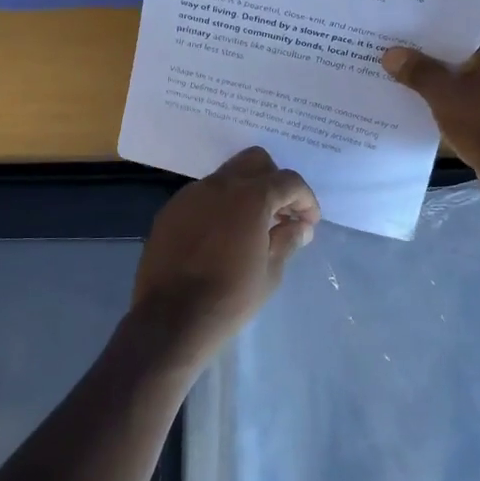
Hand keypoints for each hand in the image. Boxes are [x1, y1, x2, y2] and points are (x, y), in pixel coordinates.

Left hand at [130, 147, 319, 367]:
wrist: (171, 319)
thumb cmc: (230, 298)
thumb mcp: (270, 272)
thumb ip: (287, 241)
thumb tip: (300, 227)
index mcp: (250, 197)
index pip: (288, 181)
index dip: (305, 199)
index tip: (309, 222)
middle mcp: (219, 185)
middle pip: (255, 161)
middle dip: (274, 181)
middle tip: (281, 213)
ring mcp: (191, 195)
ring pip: (227, 176)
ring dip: (245, 192)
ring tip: (252, 226)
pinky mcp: (171, 210)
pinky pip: (203, 196)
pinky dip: (220, 205)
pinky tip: (221, 236)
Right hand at [382, 27, 479, 208]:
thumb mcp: (445, 92)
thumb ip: (417, 70)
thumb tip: (390, 54)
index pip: (456, 24)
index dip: (426, 23)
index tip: (397, 22)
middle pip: (452, 50)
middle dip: (421, 51)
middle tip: (384, 45)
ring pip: (452, 75)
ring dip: (427, 76)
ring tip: (389, 70)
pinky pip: (456, 96)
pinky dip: (437, 97)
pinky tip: (408, 99)